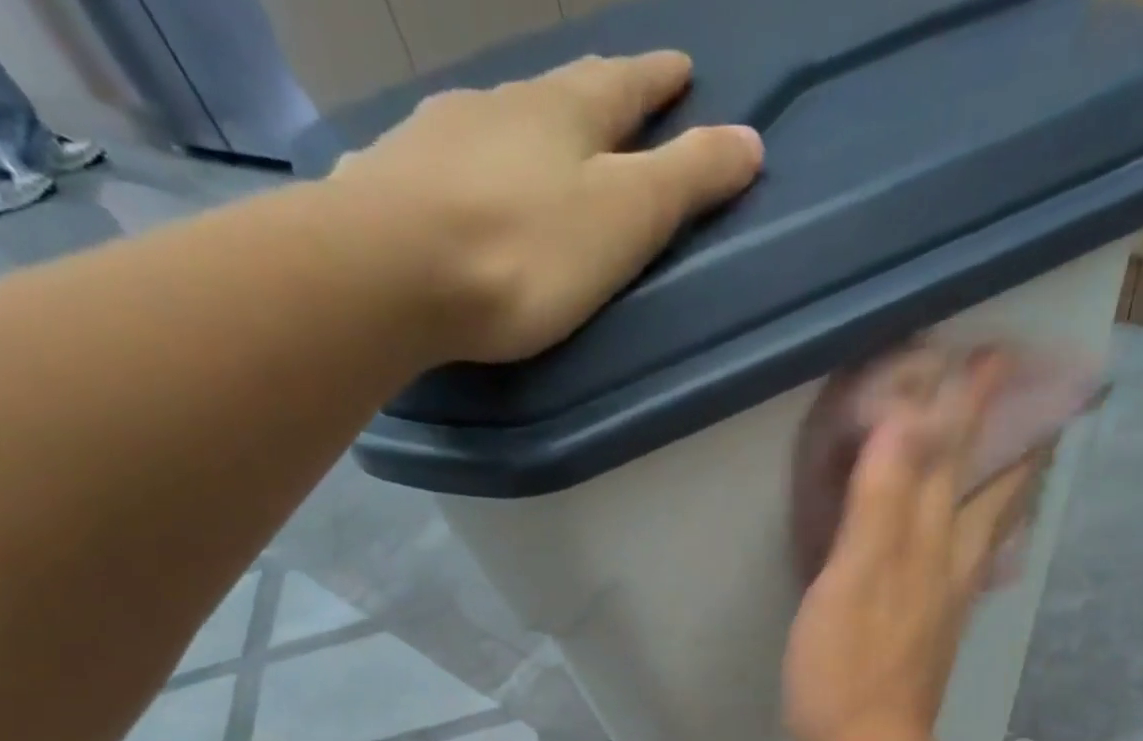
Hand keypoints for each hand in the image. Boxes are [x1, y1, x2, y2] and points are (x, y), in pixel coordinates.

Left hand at [329, 51, 762, 362]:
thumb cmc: (526, 251)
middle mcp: (501, 107)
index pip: (626, 83)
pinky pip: (443, 161)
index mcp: (566, 114)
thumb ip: (686, 181)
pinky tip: (458, 180)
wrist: (391, 271)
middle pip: (559, 92)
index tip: (682, 67)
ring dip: (525, 128)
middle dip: (594, 95)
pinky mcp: (391, 179)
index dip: (658, 79)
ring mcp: (437, 137)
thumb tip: (752, 139)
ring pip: (497, 121)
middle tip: (615, 96)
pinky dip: (466, 165)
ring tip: (538, 144)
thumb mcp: (626, 219)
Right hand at [783, 356, 1043, 740]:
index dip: (970, 407)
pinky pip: (959, 563)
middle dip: (1005, 437)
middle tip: (1029, 392)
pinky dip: (971, 532)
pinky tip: (966, 537)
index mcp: (928, 547)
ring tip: (1019, 453)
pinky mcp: (925, 632)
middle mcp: (946, 567)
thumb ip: (881, 502)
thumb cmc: (845, 672)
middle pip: (987, 491)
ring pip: (979, 528)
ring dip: (1000, 483)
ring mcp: (941, 603)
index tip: (995, 352)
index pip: (954, 460)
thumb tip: (912, 419)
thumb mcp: (853, 579)